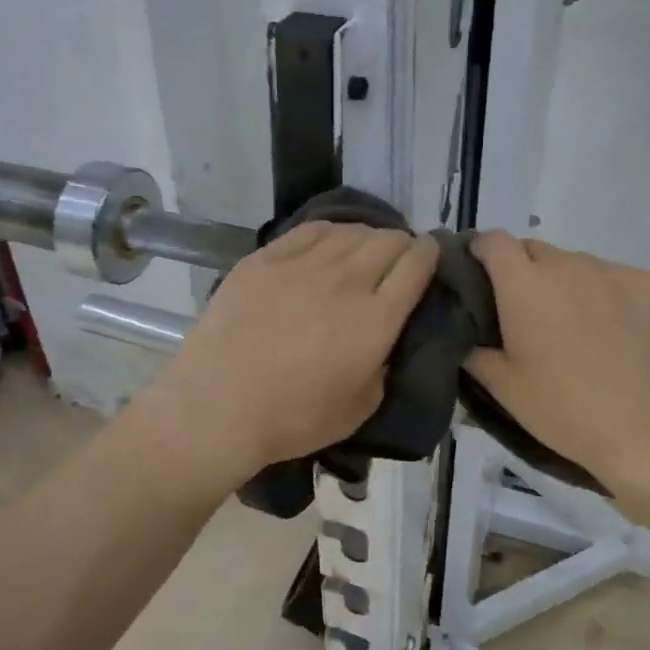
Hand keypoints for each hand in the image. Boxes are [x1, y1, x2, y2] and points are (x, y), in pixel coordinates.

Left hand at [133, 222, 439, 488]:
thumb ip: (384, 365)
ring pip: (351, 230)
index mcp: (376, 319)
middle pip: (389, 240)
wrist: (218, 406)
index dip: (431, 254)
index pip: (417, 265)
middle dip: (402, 245)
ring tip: (362, 252)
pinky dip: (331, 232)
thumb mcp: (360, 407)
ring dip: (367, 237)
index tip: (430, 256)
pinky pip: (311, 230)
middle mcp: (347, 280)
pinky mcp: (267, 258)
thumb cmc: (293, 418)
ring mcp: (303, 264)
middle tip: (396, 261)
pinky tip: (328, 243)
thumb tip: (385, 340)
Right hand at [465, 232, 649, 490]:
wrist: (647, 431)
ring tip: (577, 324)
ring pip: (578, 264)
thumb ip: (476, 352)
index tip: (479, 271)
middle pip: (535, 250)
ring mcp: (614, 271)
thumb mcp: (504, 387)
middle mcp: (567, 265)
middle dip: (524, 270)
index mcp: (524, 285)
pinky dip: (608, 293)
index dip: (482, 250)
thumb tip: (466, 336)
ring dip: (568, 283)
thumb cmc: (563, 409)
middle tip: (528, 311)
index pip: (494, 240)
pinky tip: (617, 330)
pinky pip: (617, 278)